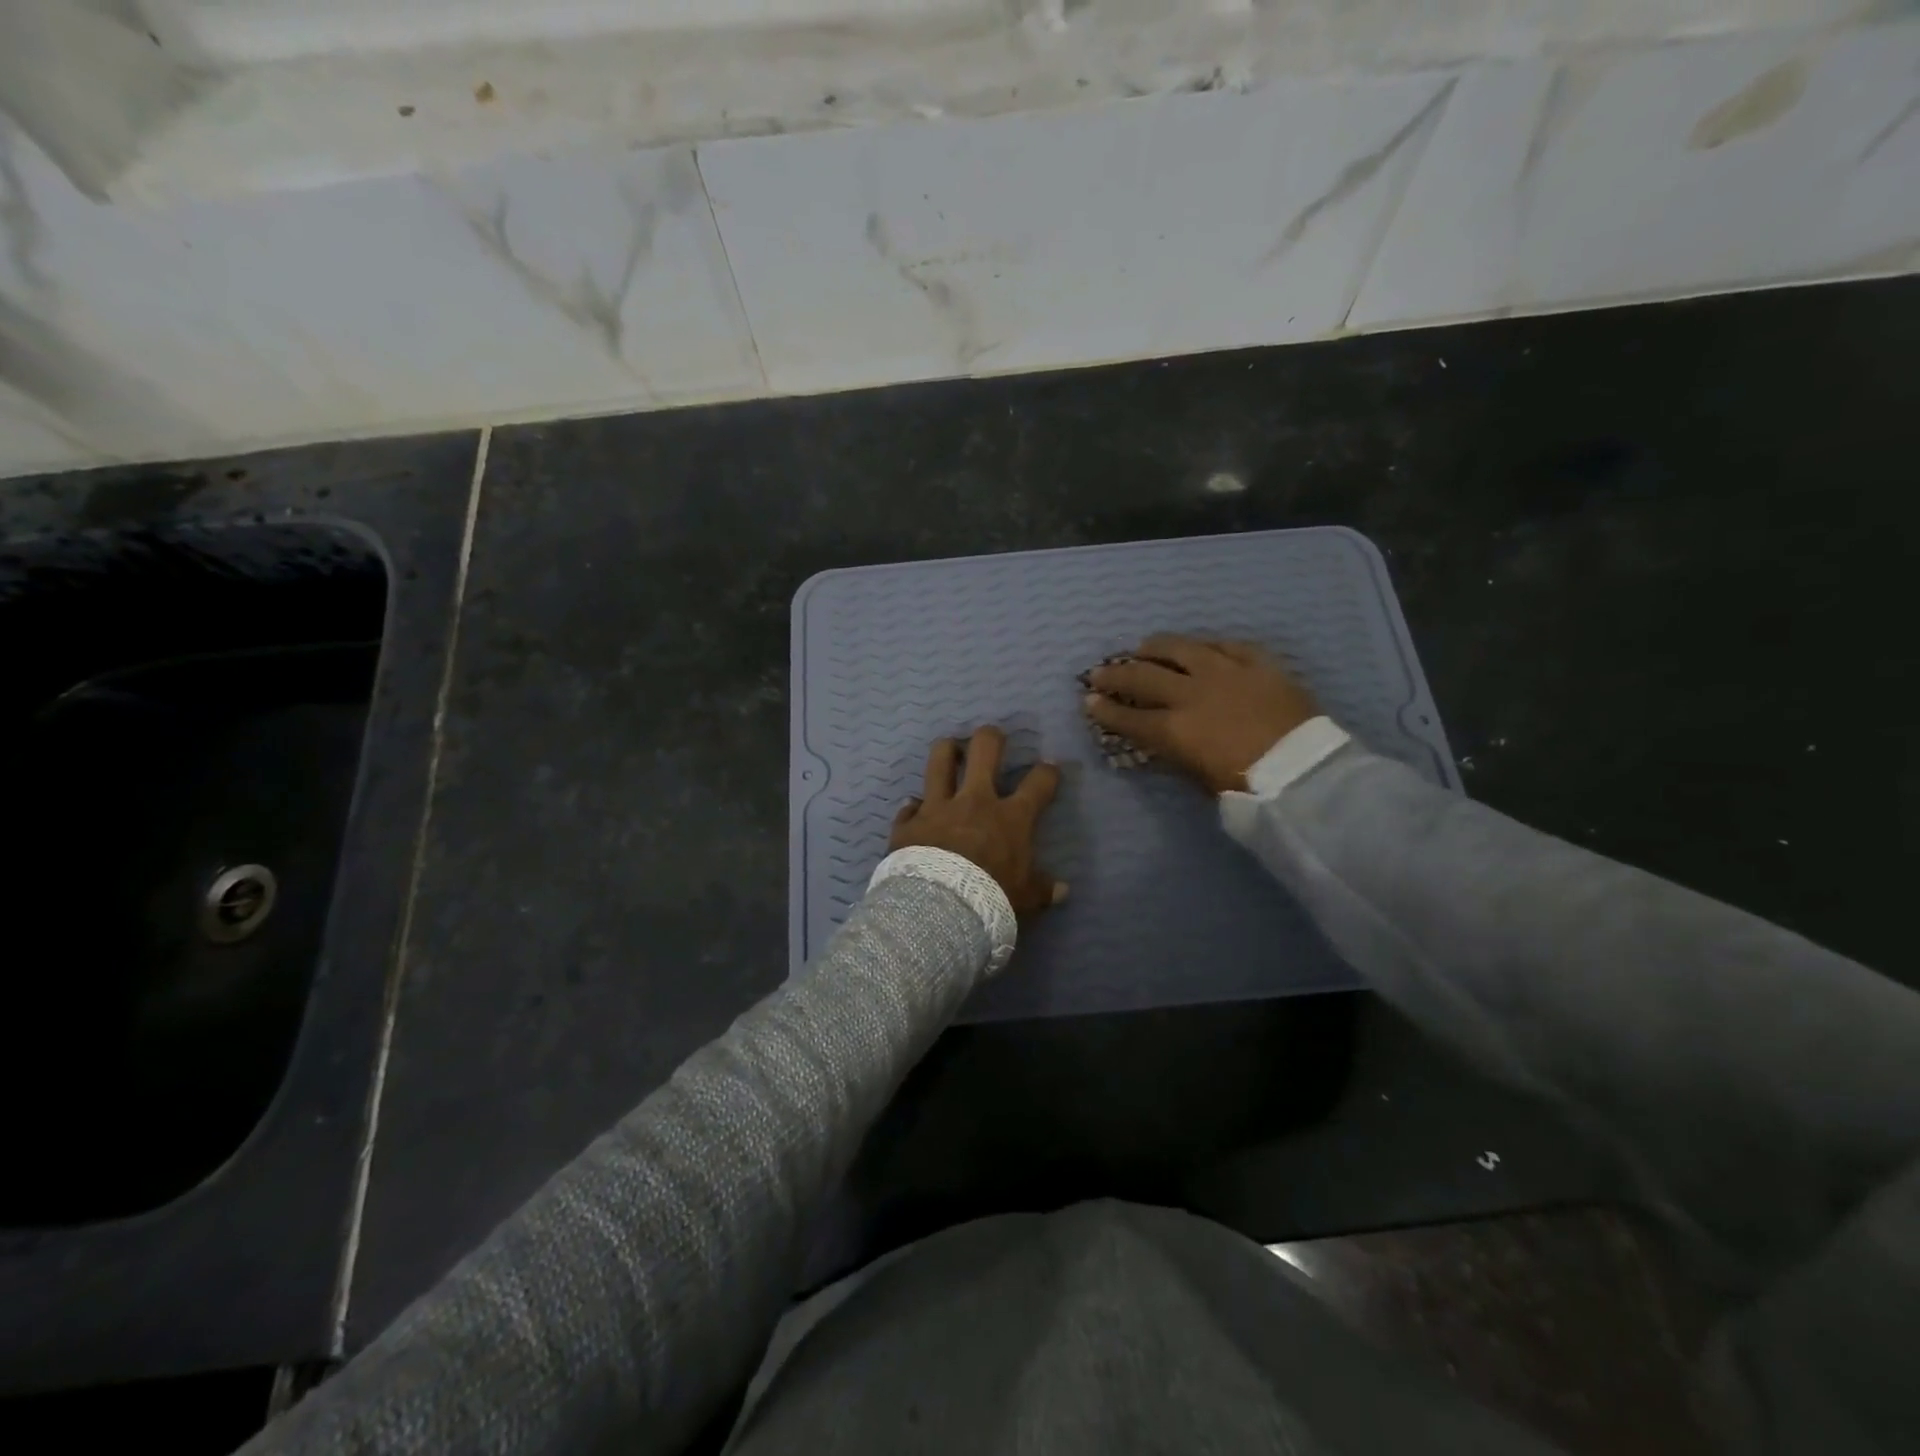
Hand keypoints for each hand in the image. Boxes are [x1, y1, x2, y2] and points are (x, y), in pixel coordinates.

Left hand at [889, 726, 1066, 913]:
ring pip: (940, 760)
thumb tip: (1062, 891)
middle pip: (985, 750)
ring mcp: (938, 807)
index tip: (1049, 768)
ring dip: (947, 751)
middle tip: (993, 739)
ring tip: (951, 749)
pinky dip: (912, 807)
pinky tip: (913, 808)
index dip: (1047, 772)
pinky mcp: (909, 823)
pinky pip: (909, 806)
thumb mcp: (1025, 898)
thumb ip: (1042, 890)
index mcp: (1010, 818)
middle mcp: (975, 802)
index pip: (1038, 784)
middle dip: (991, 738)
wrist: (940, 910)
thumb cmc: (991, 899)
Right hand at [1084, 635, 1319, 793]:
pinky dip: (1207, 646)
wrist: (1306, 772)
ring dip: (1156, 647)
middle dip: (1115, 675)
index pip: (1128, 718)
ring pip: (1181, 648)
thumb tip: (1162, 741)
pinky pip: (1226, 645)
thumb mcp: (1202, 781)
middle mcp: (1191, 693)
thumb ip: (1177, 755)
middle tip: (1099, 672)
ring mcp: (1225, 672)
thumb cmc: (1250, 788)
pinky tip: (1199, 646)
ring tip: (1143, 647)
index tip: (1089, 702)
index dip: (1104, 711)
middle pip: (1143, 677)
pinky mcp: (1258, 662)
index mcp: (1174, 729)